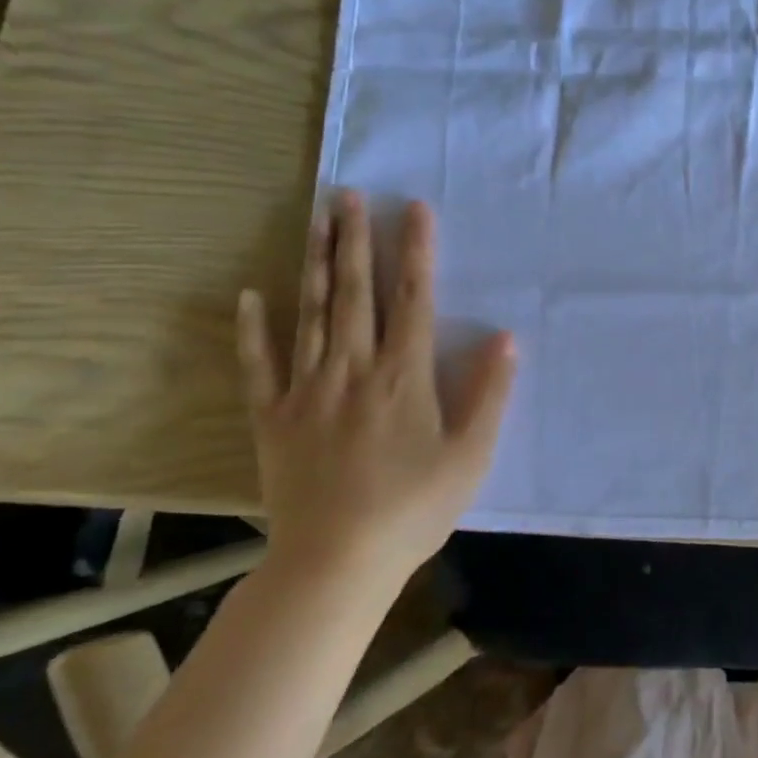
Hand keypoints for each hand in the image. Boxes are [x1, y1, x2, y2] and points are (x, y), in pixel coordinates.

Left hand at [236, 190, 515, 586]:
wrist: (336, 562)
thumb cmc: (414, 509)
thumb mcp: (471, 455)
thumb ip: (489, 393)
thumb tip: (504, 338)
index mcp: (403, 377)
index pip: (412, 299)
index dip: (415, 251)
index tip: (414, 209)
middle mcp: (353, 370)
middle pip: (355, 293)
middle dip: (355, 239)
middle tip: (349, 195)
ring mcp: (307, 390)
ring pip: (312, 314)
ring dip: (316, 263)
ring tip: (315, 220)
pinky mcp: (273, 417)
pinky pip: (260, 365)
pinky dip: (254, 329)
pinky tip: (252, 295)